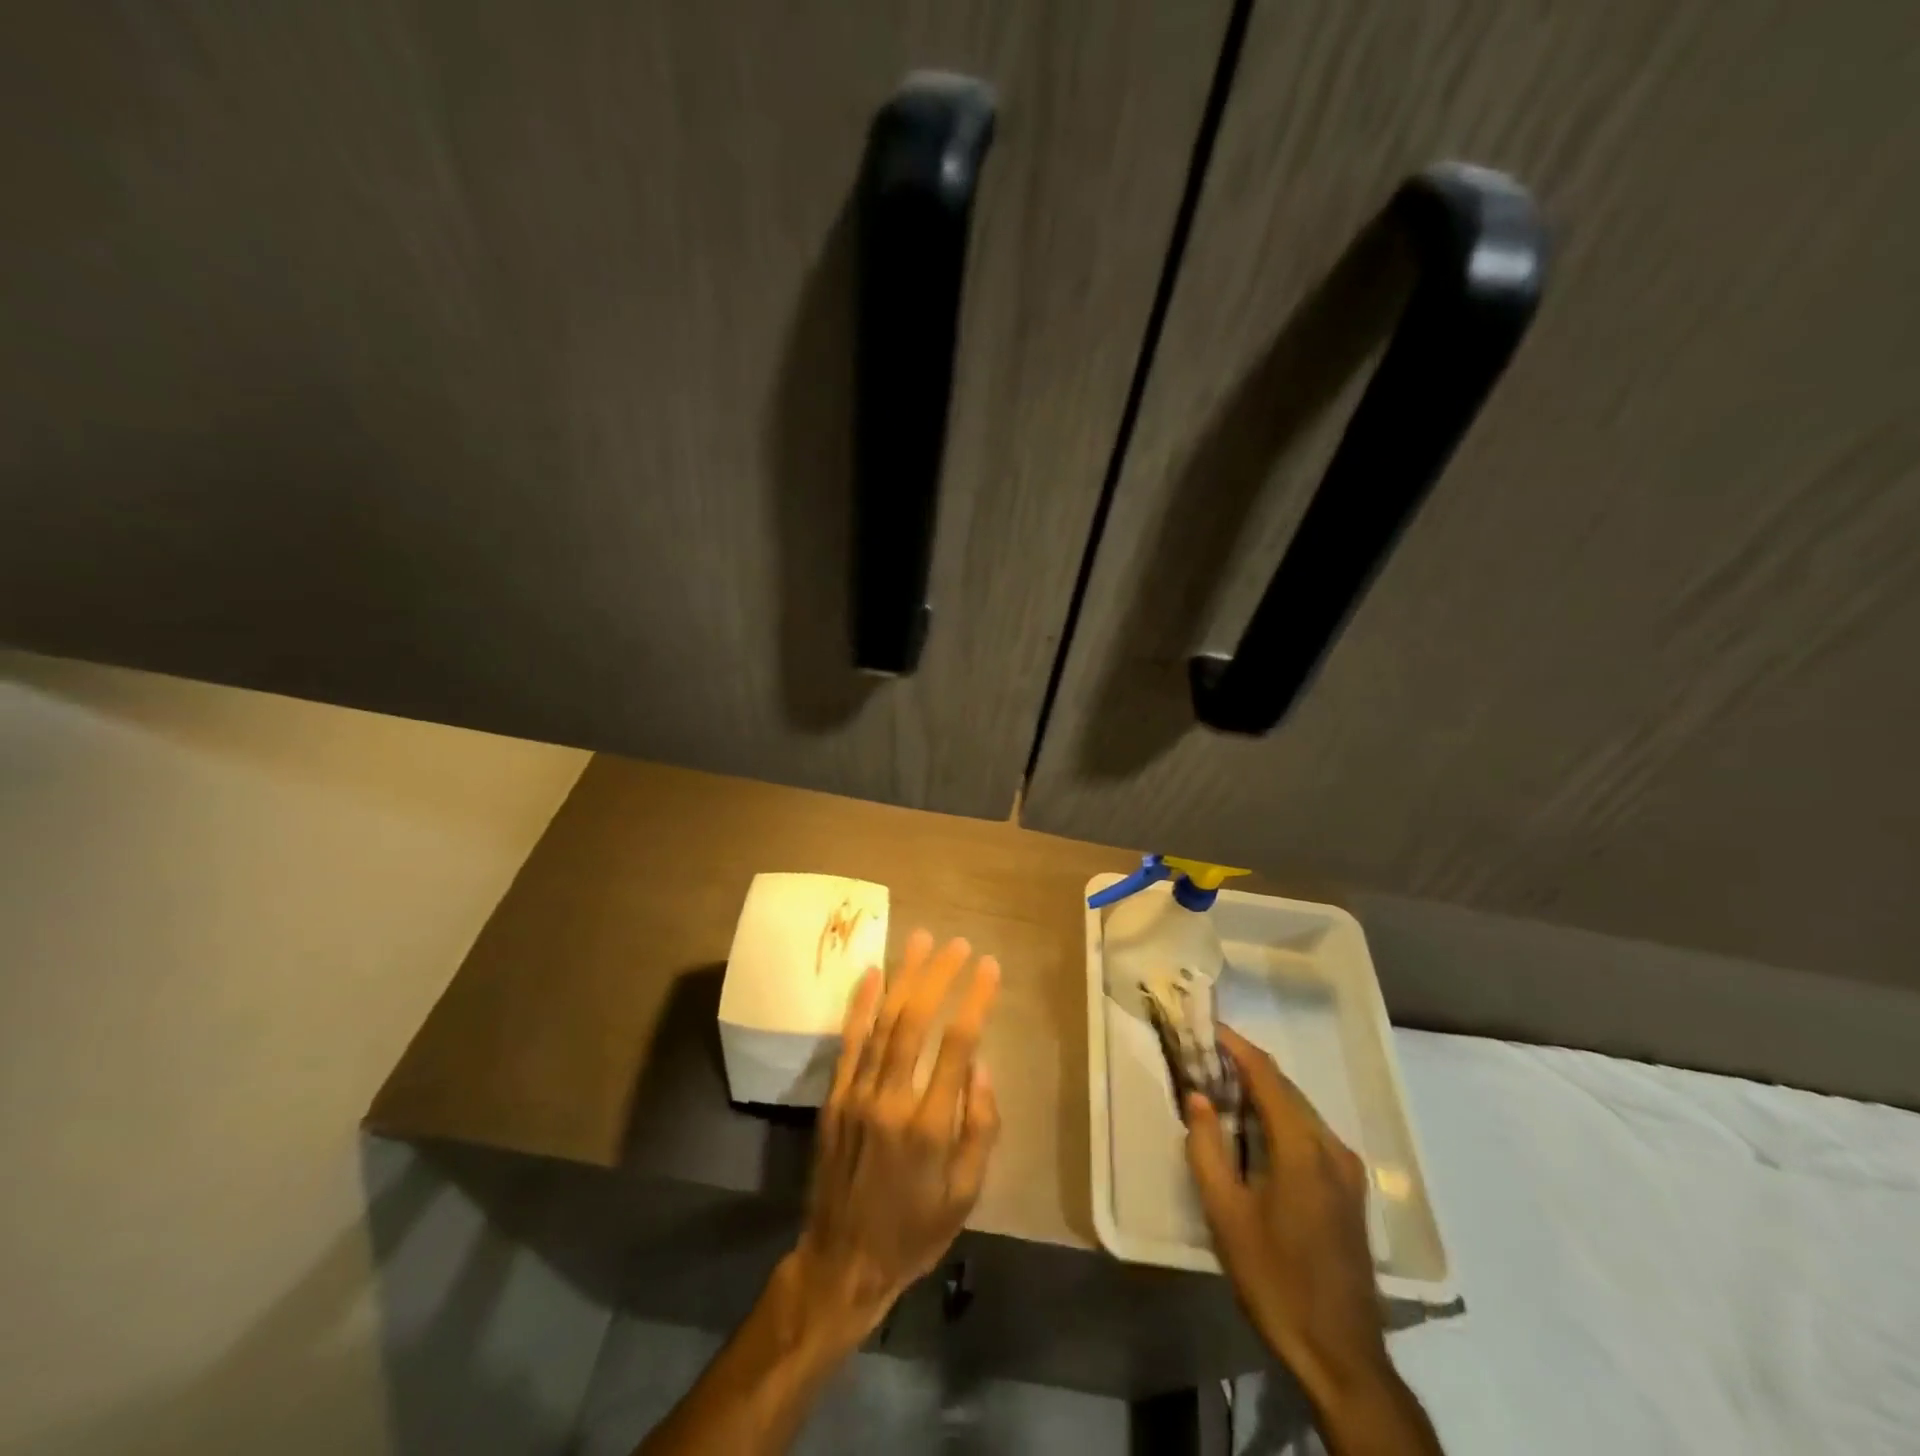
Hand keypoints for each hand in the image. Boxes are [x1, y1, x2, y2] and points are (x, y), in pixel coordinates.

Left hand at [784, 930, 1000, 1351]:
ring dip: (903, 976)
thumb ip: (979, 1127)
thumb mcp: (966, 1195)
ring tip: (920, 940)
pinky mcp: (834, 1097)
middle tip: (957, 944)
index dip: (976, 999)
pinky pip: (849, 1041)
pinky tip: (872, 973)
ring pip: (882, 1021)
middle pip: (916, 1020)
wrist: (842, 1262)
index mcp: (930, 1125)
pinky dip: (861, 1004)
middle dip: (939, 975)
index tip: (989, 967)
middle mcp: (891, 1099)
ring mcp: (857, 1094)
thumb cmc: (915, 1230)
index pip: (958, 1043)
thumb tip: (980, 1066)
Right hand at [1186, 1026, 1387, 1396]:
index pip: (1266, 1075)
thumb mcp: (1226, 1214)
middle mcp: (1331, 1146)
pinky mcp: (1349, 1189)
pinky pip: (1309, 1132)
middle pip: (1284, 1087)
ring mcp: (1346, 1168)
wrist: (1340, 1353)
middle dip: (1245, 1066)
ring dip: (1262, 1092)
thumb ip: (1207, 1147)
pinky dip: (1278, 1117)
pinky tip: (1253, 1131)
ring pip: (1298, 1109)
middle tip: (1204, 1058)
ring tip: (1221, 1088)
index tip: (1205, 1027)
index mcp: (1302, 1147)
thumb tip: (1197, 1096)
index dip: (1235, 1045)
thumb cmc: (1274, 1279)